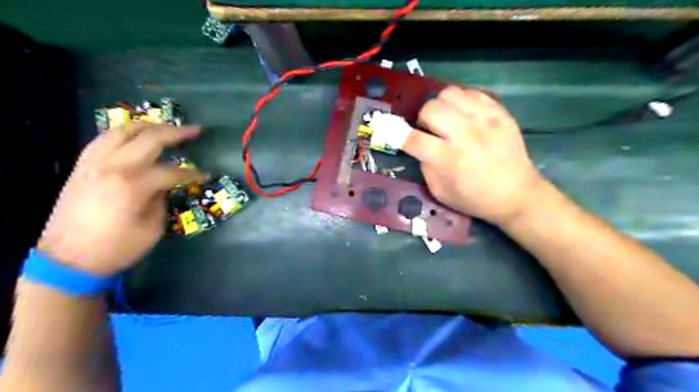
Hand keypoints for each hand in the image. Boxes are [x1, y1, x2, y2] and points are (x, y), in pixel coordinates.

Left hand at [37, 122, 204, 274]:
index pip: (172, 171)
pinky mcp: (82, 167)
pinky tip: (135, 137)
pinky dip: (124, 133)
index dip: (193, 173)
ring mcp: (93, 164)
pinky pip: (104, 139)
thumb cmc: (116, 248)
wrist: (66, 260)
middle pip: (150, 138)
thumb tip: (165, 185)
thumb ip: (161, 200)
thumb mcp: (152, 228)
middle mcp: (113, 167)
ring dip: (149, 126)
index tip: (206, 176)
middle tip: (195, 131)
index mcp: (133, 185)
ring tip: (167, 127)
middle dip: (177, 133)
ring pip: (122, 130)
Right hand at [404, 86, 544, 225]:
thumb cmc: (475, 199)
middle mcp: (465, 135)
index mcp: (448, 159)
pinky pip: (471, 92)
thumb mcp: (440, 192)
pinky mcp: (499, 113)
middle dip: (422, 119)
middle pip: (429, 109)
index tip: (388, 130)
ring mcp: (484, 120)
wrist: (517, 194)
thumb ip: (425, 166)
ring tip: (446, 118)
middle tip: (428, 129)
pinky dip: (460, 101)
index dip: (395, 133)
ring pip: (449, 94)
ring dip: (440, 106)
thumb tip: (418, 145)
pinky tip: (463, 114)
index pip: (412, 138)